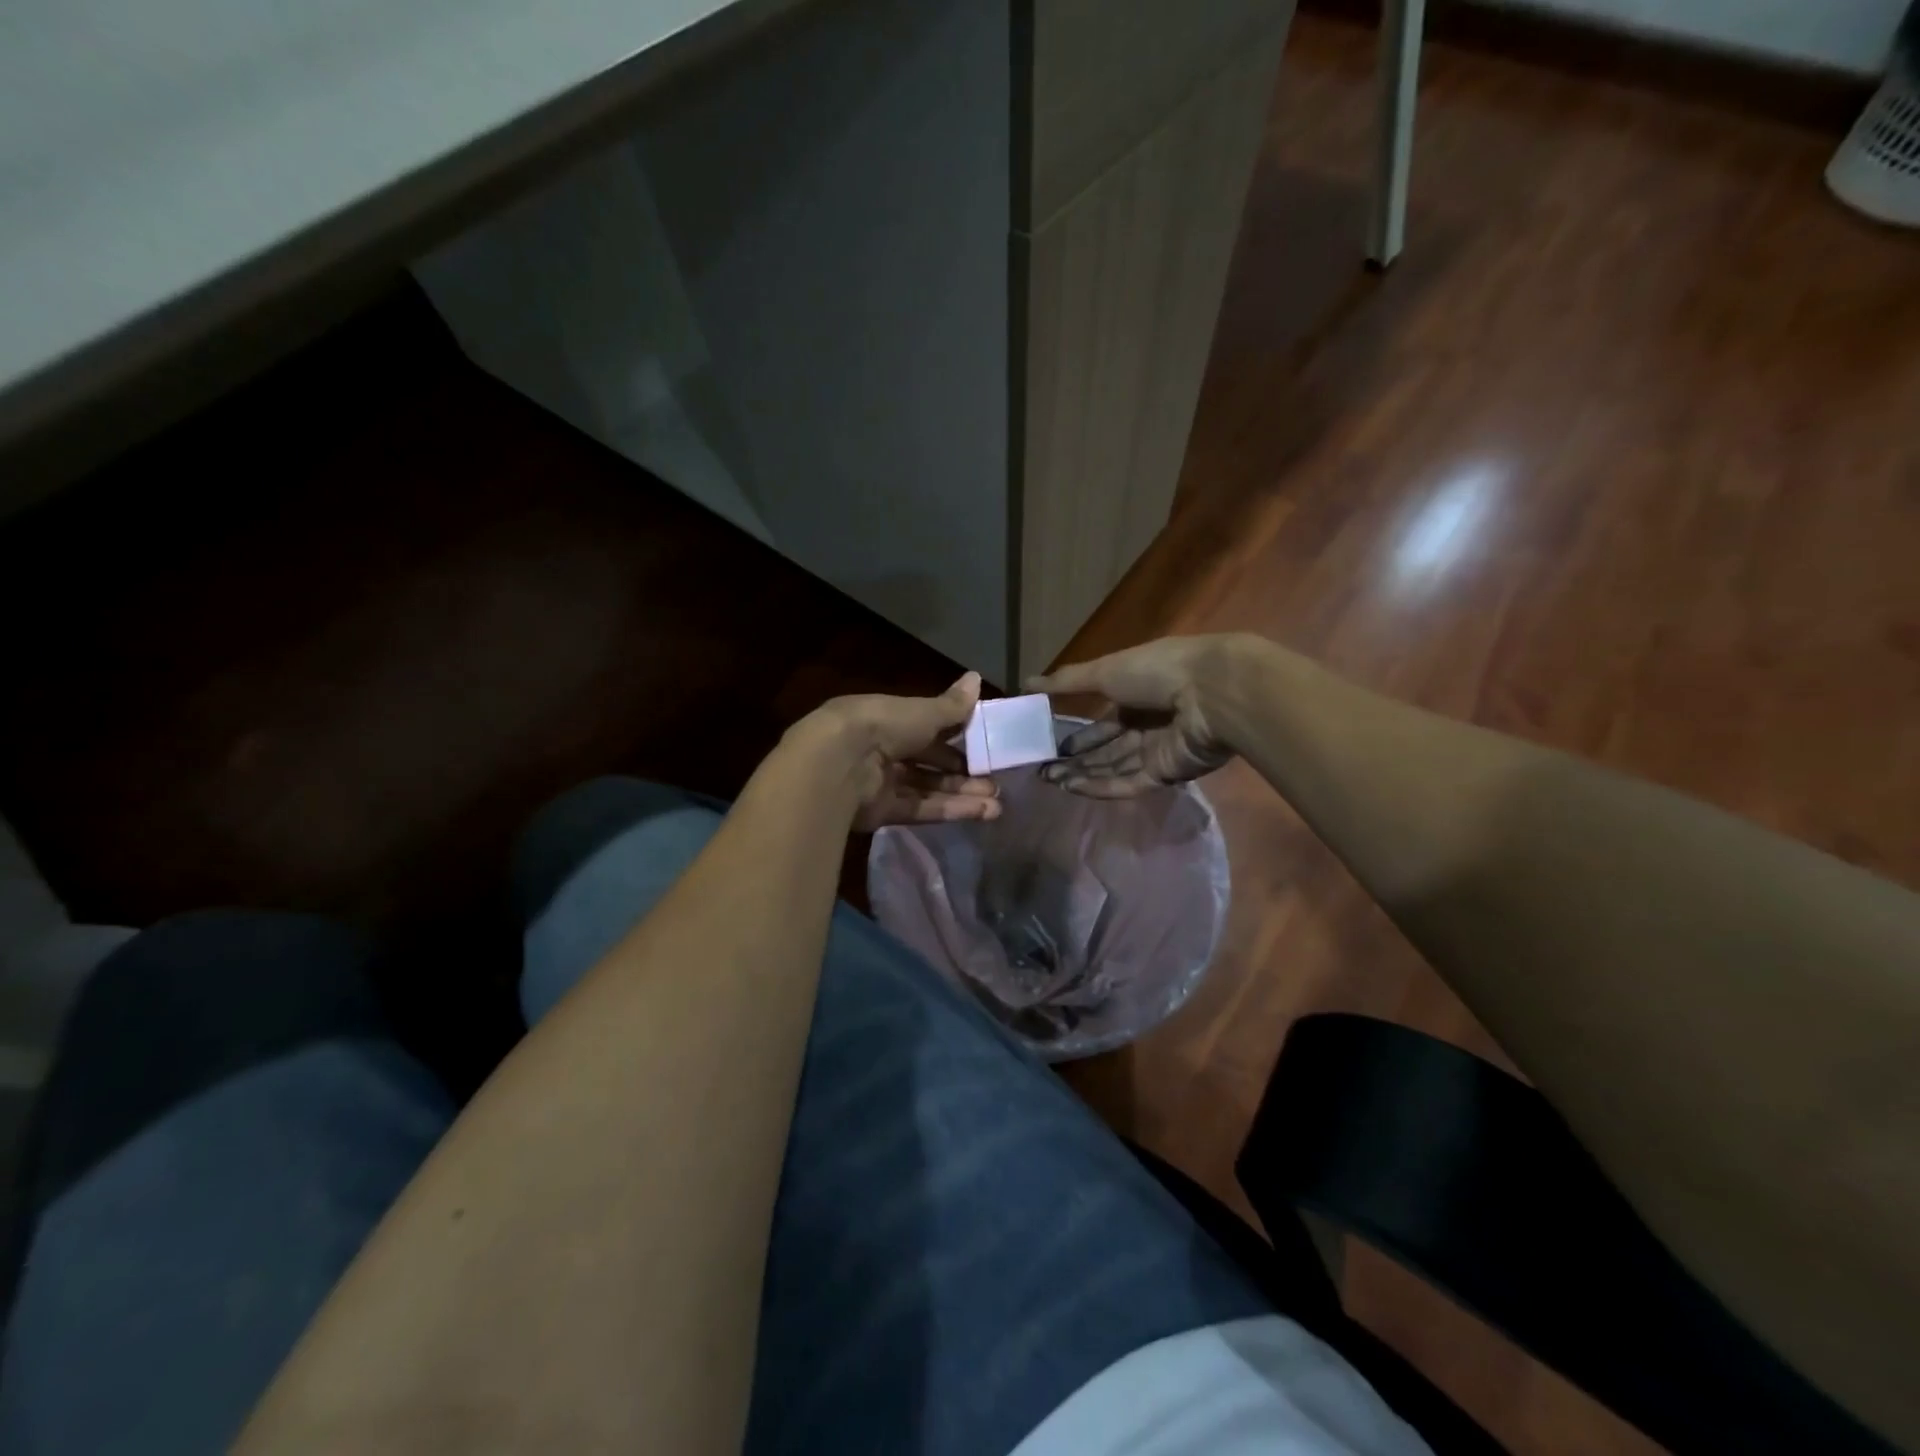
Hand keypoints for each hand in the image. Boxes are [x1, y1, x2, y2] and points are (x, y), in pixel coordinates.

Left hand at [794, 672, 1002, 830]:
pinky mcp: (882, 811)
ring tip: (997, 803)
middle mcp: (883, 750)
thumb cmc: (883, 725)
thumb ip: (952, 705)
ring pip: (928, 788)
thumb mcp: (923, 712)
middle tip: (995, 781)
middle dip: (963, 772)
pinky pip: (921, 809)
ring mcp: (881, 783)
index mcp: (889, 719)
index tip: (985, 745)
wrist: (839, 763)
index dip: (956, 737)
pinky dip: (950, 810)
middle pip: (929, 762)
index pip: (927, 727)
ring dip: (962, 794)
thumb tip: (977, 677)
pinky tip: (982, 812)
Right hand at [1026, 635, 1246, 797]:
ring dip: (1082, 775)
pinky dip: (1102, 786)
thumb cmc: (1157, 671)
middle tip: (1042, 771)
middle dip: (1075, 760)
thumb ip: (1066, 682)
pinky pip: (1130, 782)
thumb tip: (1026, 683)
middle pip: (1106, 749)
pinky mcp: (1168, 772)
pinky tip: (1073, 789)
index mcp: (1136, 694)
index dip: (1075, 736)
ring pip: (1114, 768)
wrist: (1212, 692)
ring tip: (1050, 781)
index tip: (1048, 747)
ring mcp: (1158, 750)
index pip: (1101, 722)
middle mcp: (1147, 723)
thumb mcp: (1105, 670)